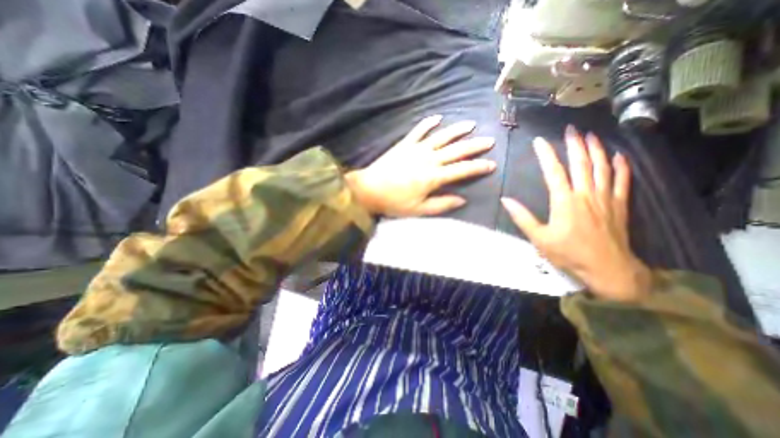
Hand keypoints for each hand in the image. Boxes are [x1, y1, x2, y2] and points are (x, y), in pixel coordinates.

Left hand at [345, 115, 492, 215]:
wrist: (369, 189)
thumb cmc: (394, 202)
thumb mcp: (419, 209)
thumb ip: (442, 204)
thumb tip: (462, 200)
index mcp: (433, 176)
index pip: (462, 170)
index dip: (478, 167)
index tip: (491, 164)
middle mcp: (429, 159)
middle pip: (456, 150)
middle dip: (475, 145)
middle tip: (490, 140)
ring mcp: (417, 149)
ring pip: (441, 136)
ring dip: (457, 130)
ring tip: (471, 124)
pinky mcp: (405, 144)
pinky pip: (419, 130)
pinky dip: (429, 123)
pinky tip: (438, 117)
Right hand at [503, 125, 649, 299]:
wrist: (607, 269)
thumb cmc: (569, 253)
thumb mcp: (538, 238)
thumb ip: (522, 217)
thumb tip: (505, 201)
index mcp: (564, 201)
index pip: (553, 172)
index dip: (546, 155)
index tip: (539, 141)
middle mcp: (585, 194)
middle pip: (581, 164)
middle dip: (575, 144)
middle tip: (571, 129)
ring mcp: (606, 198)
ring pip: (602, 168)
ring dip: (597, 149)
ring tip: (591, 135)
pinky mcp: (620, 205)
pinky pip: (623, 181)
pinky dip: (621, 167)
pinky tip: (619, 156)